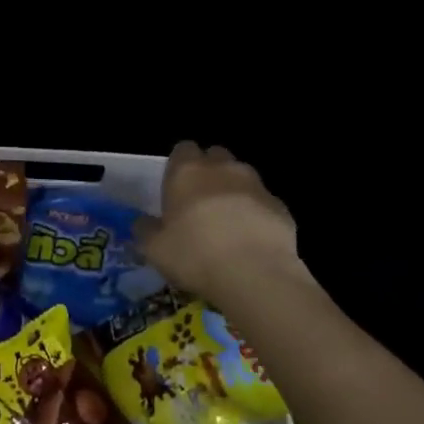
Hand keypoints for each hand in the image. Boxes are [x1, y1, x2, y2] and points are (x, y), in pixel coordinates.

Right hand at [136, 142, 307, 304]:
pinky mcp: (280, 206)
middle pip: (214, 156)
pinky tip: (252, 241)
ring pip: (242, 177)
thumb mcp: (155, 249)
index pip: (182, 149)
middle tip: (201, 204)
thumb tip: (143, 223)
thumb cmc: (195, 255)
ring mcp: (255, 184)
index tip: (176, 189)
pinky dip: (257, 214)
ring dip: (234, 192)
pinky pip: (263, 203)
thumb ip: (145, 230)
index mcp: (187, 171)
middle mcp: (222, 168)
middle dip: (209, 172)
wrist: (255, 274)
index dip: (179, 166)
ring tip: (229, 224)